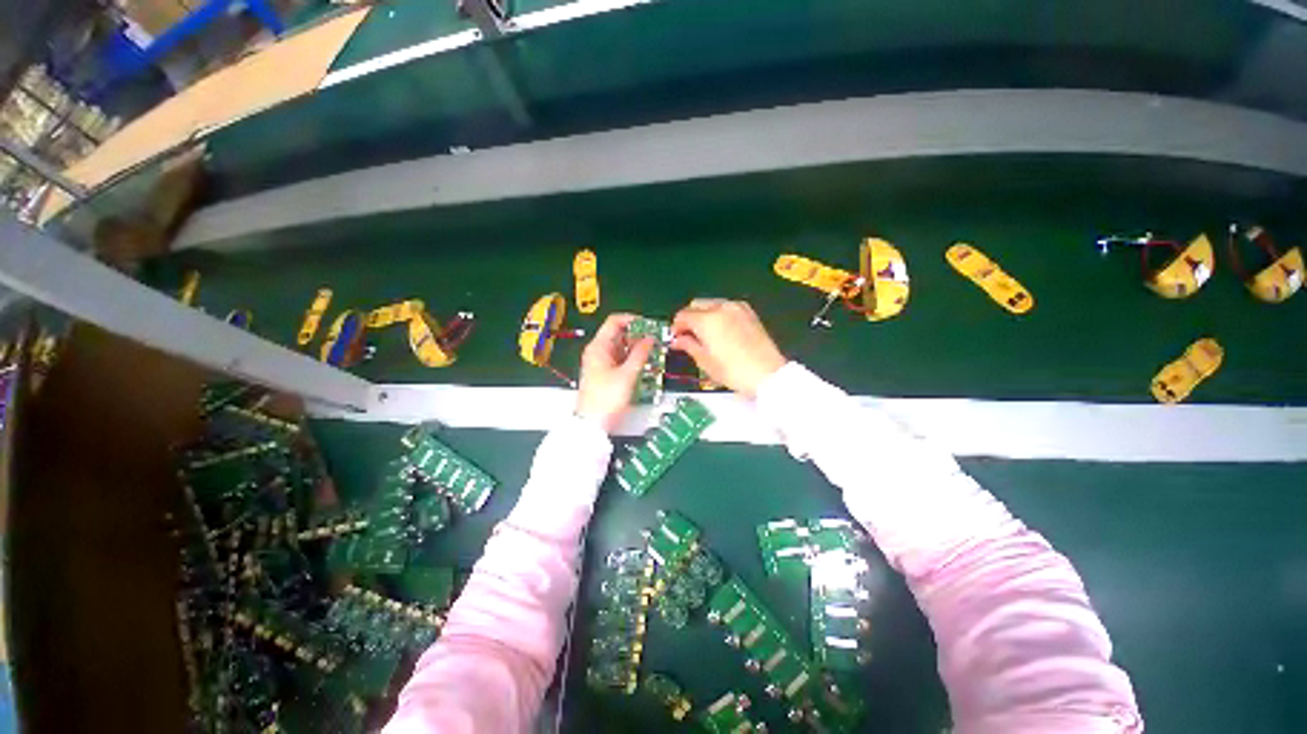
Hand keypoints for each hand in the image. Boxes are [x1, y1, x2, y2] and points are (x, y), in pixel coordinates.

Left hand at [576, 314, 654, 431]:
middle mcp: (597, 351)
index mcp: (598, 346)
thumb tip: (650, 338)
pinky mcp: (604, 373)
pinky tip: (644, 363)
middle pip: (619, 334)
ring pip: (621, 347)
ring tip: (653, 352)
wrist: (593, 423)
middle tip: (655, 339)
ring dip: (636, 348)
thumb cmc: (606, 398)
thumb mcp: (627, 374)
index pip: (614, 321)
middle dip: (638, 335)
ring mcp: (600, 362)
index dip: (632, 319)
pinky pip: (620, 359)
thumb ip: (640, 354)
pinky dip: (632, 359)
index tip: (649, 325)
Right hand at [672, 299, 786, 397]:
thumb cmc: (733, 371)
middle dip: (689, 318)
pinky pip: (726, 307)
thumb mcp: (705, 361)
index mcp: (707, 320)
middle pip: (696, 305)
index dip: (676, 327)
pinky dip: (718, 314)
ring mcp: (737, 308)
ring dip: (703, 314)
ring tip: (704, 334)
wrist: (767, 373)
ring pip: (711, 303)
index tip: (675, 337)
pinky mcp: (749, 312)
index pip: (683, 316)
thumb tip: (677, 340)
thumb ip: (688, 346)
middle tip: (687, 336)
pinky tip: (720, 330)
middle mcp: (721, 308)